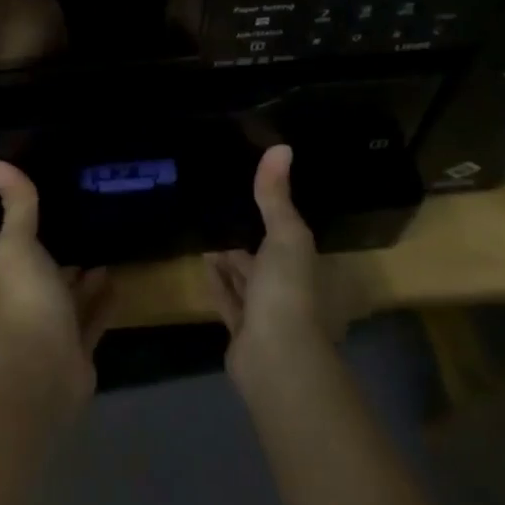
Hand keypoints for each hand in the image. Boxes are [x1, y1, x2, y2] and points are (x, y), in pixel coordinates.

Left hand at [0, 158, 111, 400]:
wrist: (46, 374)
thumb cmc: (29, 303)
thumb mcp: (19, 245)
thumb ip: (16, 204)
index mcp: (12, 276)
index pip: (22, 245)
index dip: (34, 226)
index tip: (55, 200)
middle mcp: (31, 300)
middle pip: (48, 270)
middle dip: (62, 249)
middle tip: (86, 220)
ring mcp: (55, 327)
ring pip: (72, 295)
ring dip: (85, 276)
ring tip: (107, 247)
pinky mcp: (79, 348)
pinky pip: (93, 317)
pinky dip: (103, 300)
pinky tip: (118, 281)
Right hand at [205, 145, 347, 380]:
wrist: (275, 359)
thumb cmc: (287, 290)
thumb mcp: (285, 234)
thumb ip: (276, 195)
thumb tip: (281, 146)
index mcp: (302, 263)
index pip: (287, 231)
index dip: (272, 210)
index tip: (250, 185)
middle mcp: (286, 285)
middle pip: (265, 254)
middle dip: (246, 233)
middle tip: (220, 202)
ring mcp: (263, 311)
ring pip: (245, 276)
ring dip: (229, 256)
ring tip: (205, 225)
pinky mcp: (240, 330)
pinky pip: (227, 298)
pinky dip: (217, 281)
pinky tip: (202, 260)